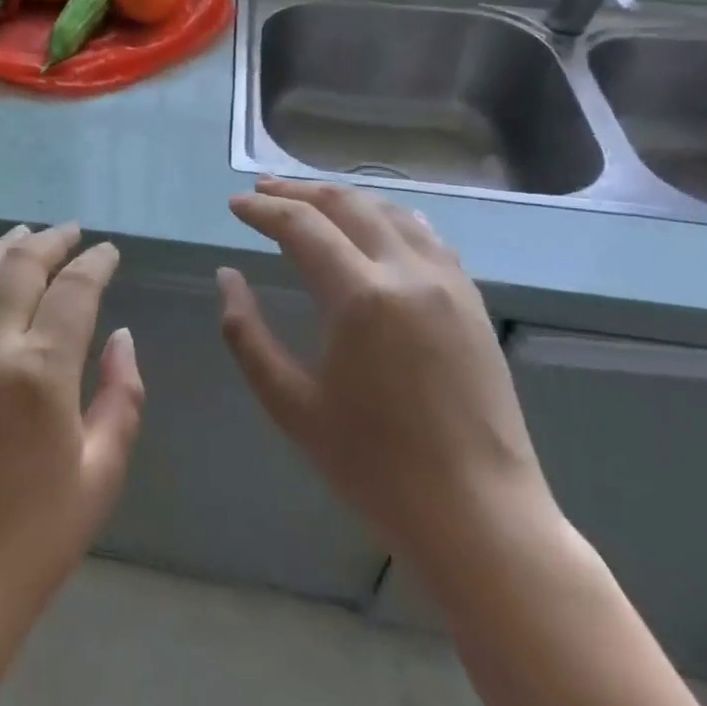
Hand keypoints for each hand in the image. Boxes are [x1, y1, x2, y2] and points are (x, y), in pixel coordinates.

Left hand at [0, 223, 144, 639]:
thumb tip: (121, 337)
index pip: (74, 290)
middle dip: (49, 242)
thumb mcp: (101, 473)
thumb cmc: (36, 537)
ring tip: (22, 236)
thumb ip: (121, 396)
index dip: (95, 264)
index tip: (109, 252)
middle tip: (70, 233)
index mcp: (41, 371)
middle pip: (18, 267)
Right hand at [217, 178, 551, 565]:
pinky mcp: (471, 300)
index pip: (301, 227)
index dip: (262, 210)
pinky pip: (425, 234)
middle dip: (298, 192)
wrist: (479, 515)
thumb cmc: (373, 466)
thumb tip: (227, 277)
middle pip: (346, 204)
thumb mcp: (290, 404)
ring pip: (390, 211)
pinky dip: (386, 217)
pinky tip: (371, 226)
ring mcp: (448, 282)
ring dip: (343, 198)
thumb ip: (246, 334)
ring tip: (309, 200)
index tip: (235, 205)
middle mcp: (407, 273)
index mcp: (361, 297)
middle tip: (262, 190)